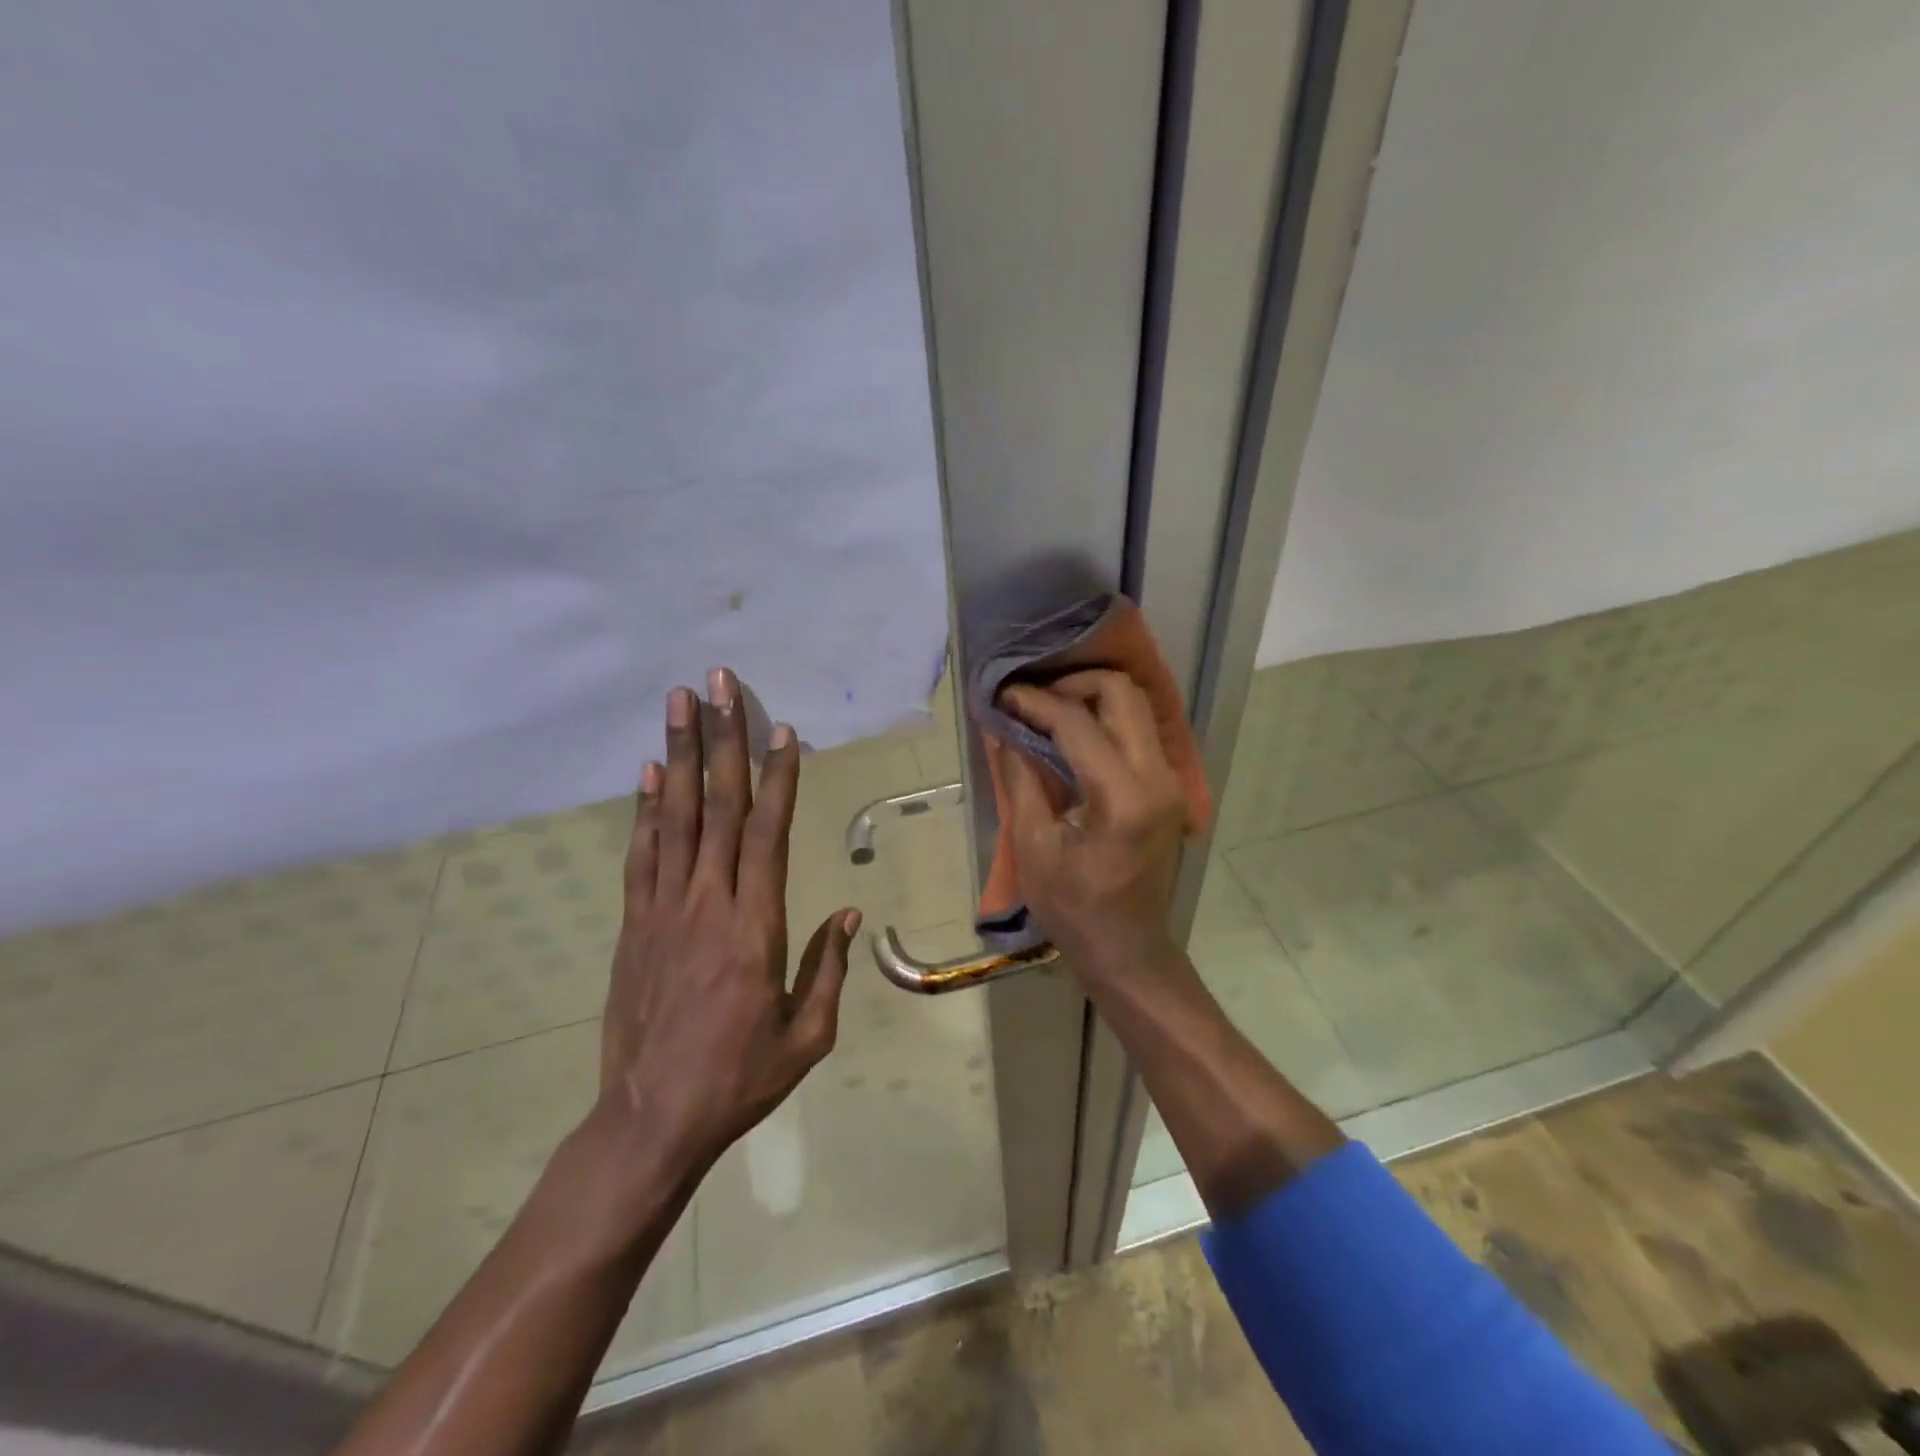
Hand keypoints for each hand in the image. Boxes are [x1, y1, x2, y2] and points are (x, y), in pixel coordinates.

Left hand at [597, 668, 858, 1180]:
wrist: (651, 1121)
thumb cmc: (740, 1079)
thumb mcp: (806, 1035)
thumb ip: (827, 968)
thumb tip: (846, 912)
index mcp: (755, 926)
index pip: (768, 833)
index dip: (777, 777)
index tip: (780, 729)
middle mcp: (707, 903)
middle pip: (718, 806)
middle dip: (721, 739)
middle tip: (717, 683)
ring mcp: (663, 910)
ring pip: (674, 818)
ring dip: (678, 756)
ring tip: (679, 704)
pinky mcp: (633, 926)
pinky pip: (641, 855)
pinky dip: (645, 811)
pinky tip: (648, 774)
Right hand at [989, 670, 1189, 983]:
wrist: (1129, 950)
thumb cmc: (1074, 909)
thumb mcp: (1034, 847)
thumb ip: (1021, 778)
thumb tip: (1004, 730)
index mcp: (1122, 797)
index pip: (1077, 723)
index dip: (1035, 703)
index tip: (1003, 697)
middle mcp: (1158, 778)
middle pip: (1123, 694)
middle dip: (1074, 684)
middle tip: (1034, 698)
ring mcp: (1171, 782)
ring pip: (1138, 706)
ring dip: (1093, 697)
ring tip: (1050, 710)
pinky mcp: (1170, 789)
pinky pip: (1141, 731)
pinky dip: (1108, 718)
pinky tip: (1075, 733)